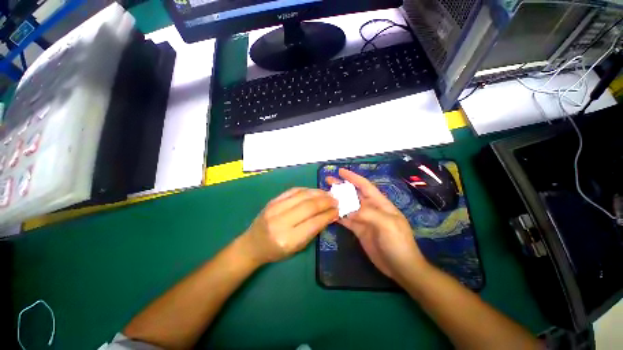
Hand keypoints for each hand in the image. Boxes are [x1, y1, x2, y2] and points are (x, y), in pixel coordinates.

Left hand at [240, 188, 338, 265]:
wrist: (252, 244)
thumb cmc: (276, 251)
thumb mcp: (297, 248)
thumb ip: (313, 230)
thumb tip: (329, 214)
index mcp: (288, 239)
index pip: (314, 222)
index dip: (328, 215)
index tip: (338, 210)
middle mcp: (281, 222)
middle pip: (309, 206)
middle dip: (326, 201)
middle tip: (336, 200)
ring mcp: (275, 208)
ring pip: (302, 195)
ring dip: (319, 193)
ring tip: (328, 194)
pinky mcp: (272, 200)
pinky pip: (294, 190)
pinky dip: (307, 190)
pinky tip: (315, 191)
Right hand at [326, 168, 427, 280]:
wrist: (401, 267)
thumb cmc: (398, 242)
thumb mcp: (387, 224)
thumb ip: (368, 213)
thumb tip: (349, 211)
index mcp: (379, 203)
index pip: (365, 185)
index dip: (353, 177)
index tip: (340, 171)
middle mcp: (370, 209)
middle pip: (353, 194)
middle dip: (342, 187)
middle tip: (328, 181)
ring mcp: (363, 219)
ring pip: (348, 206)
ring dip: (337, 200)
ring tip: (325, 195)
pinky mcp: (358, 230)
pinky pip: (346, 220)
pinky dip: (338, 216)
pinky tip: (329, 212)